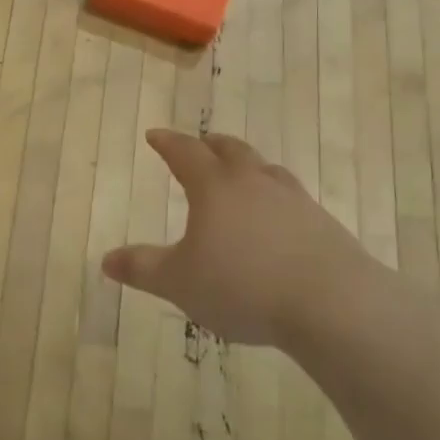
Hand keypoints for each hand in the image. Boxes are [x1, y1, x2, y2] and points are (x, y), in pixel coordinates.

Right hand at [102, 130, 382, 346]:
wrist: (332, 304)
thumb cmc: (242, 286)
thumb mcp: (179, 282)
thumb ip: (142, 268)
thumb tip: (106, 260)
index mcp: (214, 187)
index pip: (185, 152)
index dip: (167, 143)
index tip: (155, 135)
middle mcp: (253, 183)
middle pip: (230, 150)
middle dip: (211, 145)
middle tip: (200, 143)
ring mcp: (293, 200)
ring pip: (265, 170)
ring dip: (248, 166)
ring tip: (241, 174)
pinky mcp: (323, 224)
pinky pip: (292, 198)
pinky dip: (275, 198)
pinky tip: (277, 219)